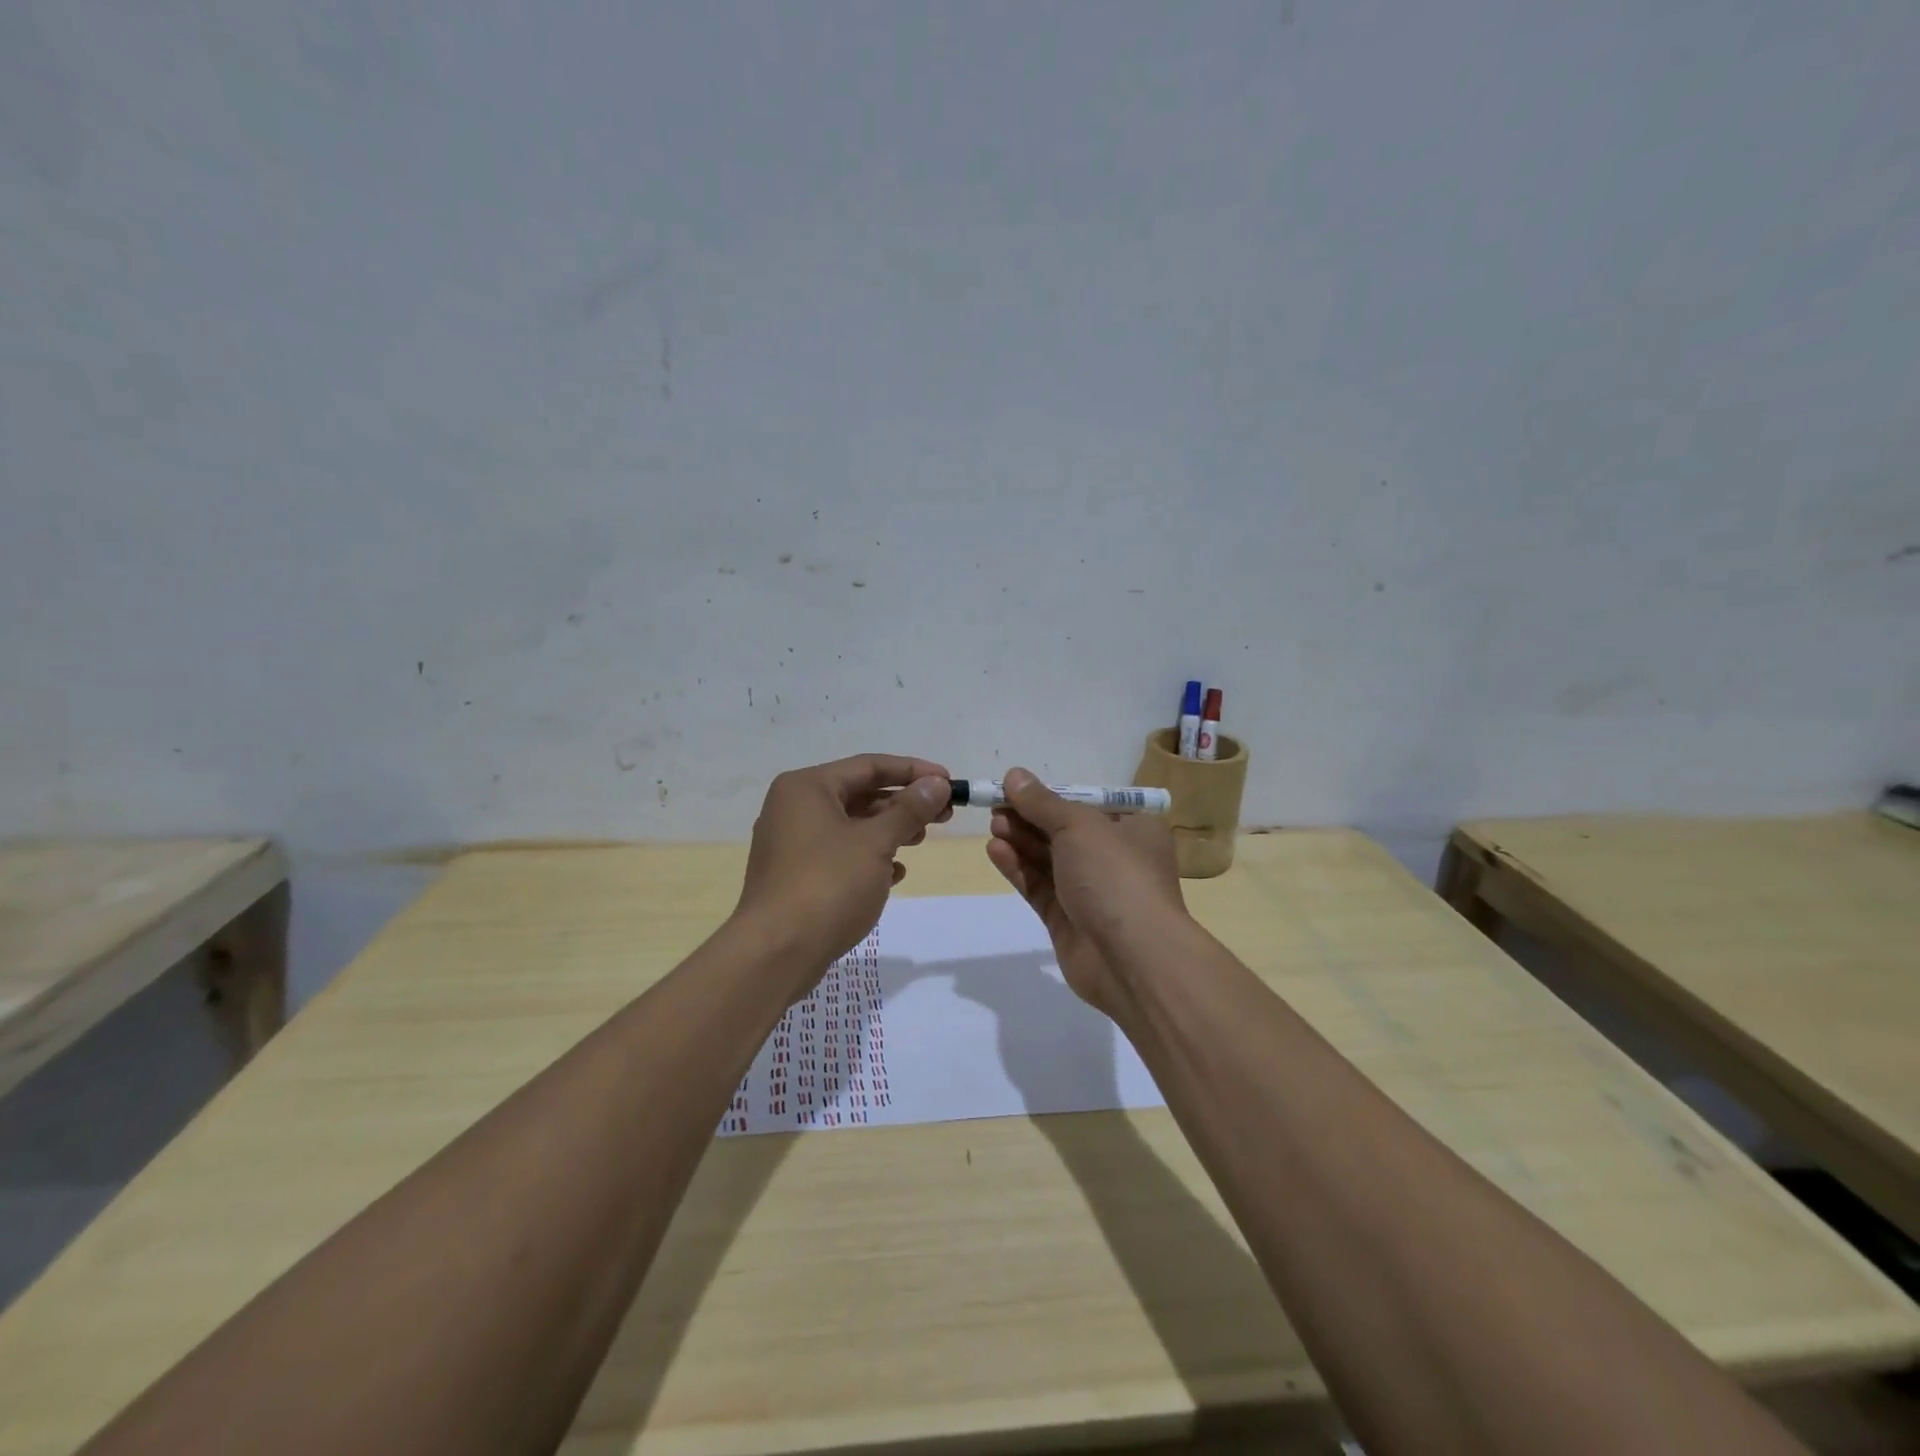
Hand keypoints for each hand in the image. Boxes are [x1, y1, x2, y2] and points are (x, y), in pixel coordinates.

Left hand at [736, 754, 952, 979]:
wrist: (776, 953)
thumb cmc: (828, 885)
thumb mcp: (876, 843)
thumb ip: (909, 810)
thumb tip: (937, 784)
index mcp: (807, 787)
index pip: (869, 766)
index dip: (914, 771)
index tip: (949, 782)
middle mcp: (794, 807)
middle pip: (860, 793)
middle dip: (903, 803)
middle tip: (944, 815)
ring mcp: (791, 843)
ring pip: (850, 825)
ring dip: (889, 829)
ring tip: (922, 840)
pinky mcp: (795, 875)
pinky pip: (839, 853)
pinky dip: (868, 857)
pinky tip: (895, 872)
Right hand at [984, 768, 1189, 1015]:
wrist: (1132, 959)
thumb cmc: (1115, 875)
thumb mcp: (1079, 826)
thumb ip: (1043, 803)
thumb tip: (1015, 775)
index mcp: (1133, 829)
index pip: (1088, 805)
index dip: (1052, 796)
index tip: (1016, 787)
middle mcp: (1114, 858)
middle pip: (1064, 831)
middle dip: (1030, 818)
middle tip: (996, 807)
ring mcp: (1091, 892)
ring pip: (1049, 860)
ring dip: (1021, 840)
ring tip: (993, 825)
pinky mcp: (1068, 920)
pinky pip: (1039, 887)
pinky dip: (1019, 868)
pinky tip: (995, 851)